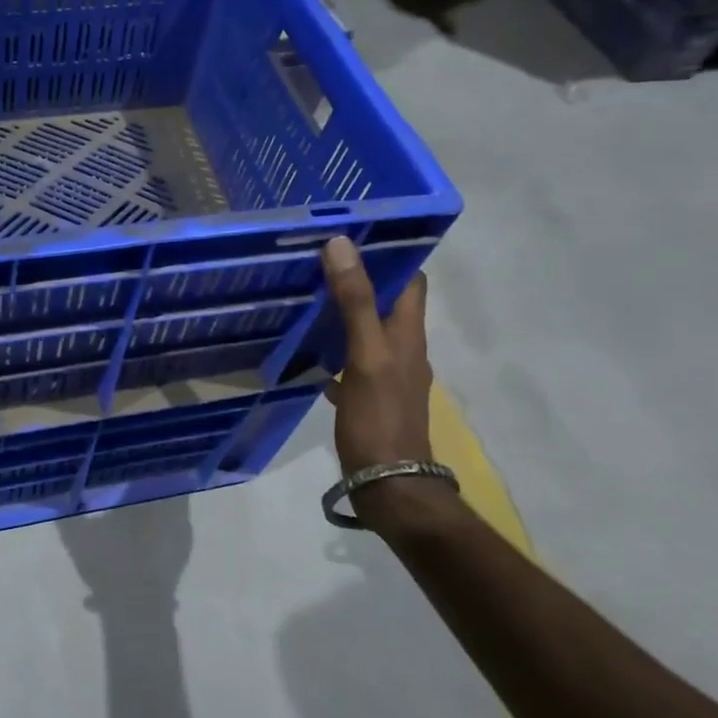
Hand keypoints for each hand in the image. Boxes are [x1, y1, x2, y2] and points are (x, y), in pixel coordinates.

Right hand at [321, 236, 432, 474]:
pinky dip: (333, 349)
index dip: (391, 254)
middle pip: (385, 303)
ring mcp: (387, 374)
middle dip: (359, 279)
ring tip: (307, 295)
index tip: (354, 234)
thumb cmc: (379, 417)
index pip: (410, 280)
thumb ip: (355, 302)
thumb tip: (341, 244)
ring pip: (366, 331)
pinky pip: (351, 361)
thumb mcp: (365, 355)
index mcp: (408, 334)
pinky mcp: (370, 396)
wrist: (389, 483)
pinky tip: (306, 351)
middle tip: (318, 260)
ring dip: (343, 313)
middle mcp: (403, 349)